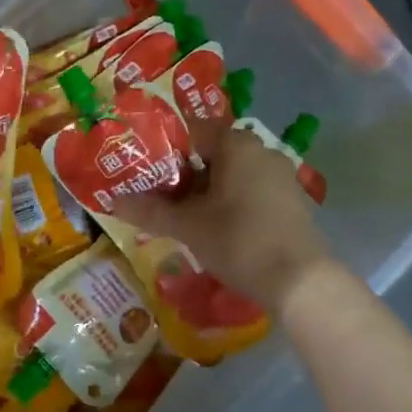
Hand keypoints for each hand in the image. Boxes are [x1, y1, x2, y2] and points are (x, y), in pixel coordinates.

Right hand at [114, 123, 333, 313]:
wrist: (300, 281)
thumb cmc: (239, 240)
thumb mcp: (187, 226)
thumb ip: (149, 211)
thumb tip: (112, 202)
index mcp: (236, 144)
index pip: (191, 130)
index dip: (163, 148)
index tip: (143, 168)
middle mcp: (261, 150)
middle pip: (211, 152)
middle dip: (182, 173)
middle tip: (156, 195)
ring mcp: (280, 175)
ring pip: (231, 173)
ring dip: (205, 190)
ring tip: (180, 215)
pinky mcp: (290, 200)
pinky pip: (250, 190)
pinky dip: (229, 201)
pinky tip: (215, 227)